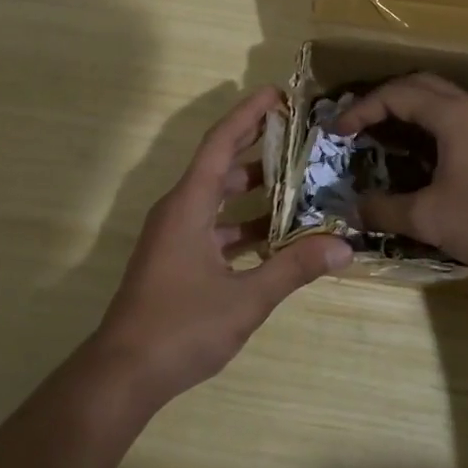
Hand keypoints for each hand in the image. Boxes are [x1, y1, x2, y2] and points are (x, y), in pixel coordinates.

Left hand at [92, 86, 351, 402]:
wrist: (124, 373)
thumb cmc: (181, 327)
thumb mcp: (246, 298)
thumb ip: (294, 268)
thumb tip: (344, 246)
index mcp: (188, 205)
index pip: (220, 144)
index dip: (248, 115)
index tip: (278, 95)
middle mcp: (178, 211)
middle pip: (220, 166)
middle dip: (257, 148)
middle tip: (300, 136)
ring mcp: (174, 237)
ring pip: (218, 199)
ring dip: (254, 191)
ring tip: (298, 182)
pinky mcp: (176, 260)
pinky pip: (214, 228)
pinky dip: (243, 225)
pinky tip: (275, 236)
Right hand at [333, 74, 467, 277]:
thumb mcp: (430, 219)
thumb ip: (385, 211)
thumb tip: (353, 209)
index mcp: (454, 115)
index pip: (396, 94)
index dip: (361, 109)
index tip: (337, 131)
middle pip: (421, 85)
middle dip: (384, 99)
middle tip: (359, 124)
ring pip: (444, 100)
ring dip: (411, 110)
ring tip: (387, 136)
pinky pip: (460, 118)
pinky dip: (432, 125)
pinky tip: (427, 156)